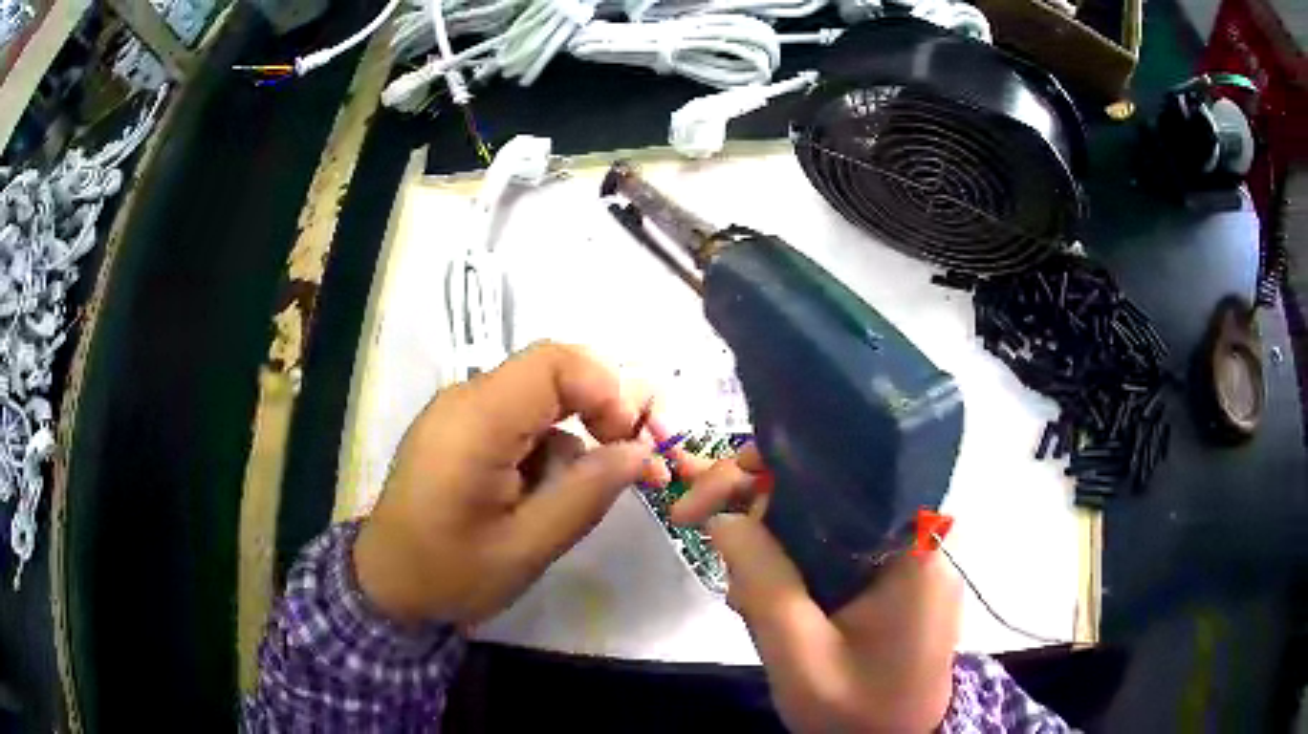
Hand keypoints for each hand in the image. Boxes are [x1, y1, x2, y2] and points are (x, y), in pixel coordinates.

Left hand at [353, 342, 670, 625]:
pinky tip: (552, 493)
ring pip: (540, 399)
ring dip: (577, 435)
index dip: (605, 390)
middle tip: (632, 459)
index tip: (629, 441)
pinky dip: (550, 447)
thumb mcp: (526, 547)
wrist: (387, 586)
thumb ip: (586, 494)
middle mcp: (466, 401)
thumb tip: (640, 453)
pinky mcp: (461, 431)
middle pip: (551, 374)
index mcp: (476, 422)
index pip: (554, 363)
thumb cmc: (449, 574)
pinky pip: (520, 420)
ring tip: (593, 490)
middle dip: (601, 410)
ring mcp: (460, 414)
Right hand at [671, 447, 961, 732]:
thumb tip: (724, 516)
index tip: (706, 497)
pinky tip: (766, 595)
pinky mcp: (897, 576)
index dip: (766, 467)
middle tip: (698, 528)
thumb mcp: (801, 658)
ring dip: (771, 541)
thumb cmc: (857, 711)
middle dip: (756, 505)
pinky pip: (838, 547)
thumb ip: (764, 584)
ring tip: (736, 585)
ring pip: (827, 519)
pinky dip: (794, 562)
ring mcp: (909, 556)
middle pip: (828, 488)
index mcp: (910, 545)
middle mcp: (918, 535)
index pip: (837, 468)